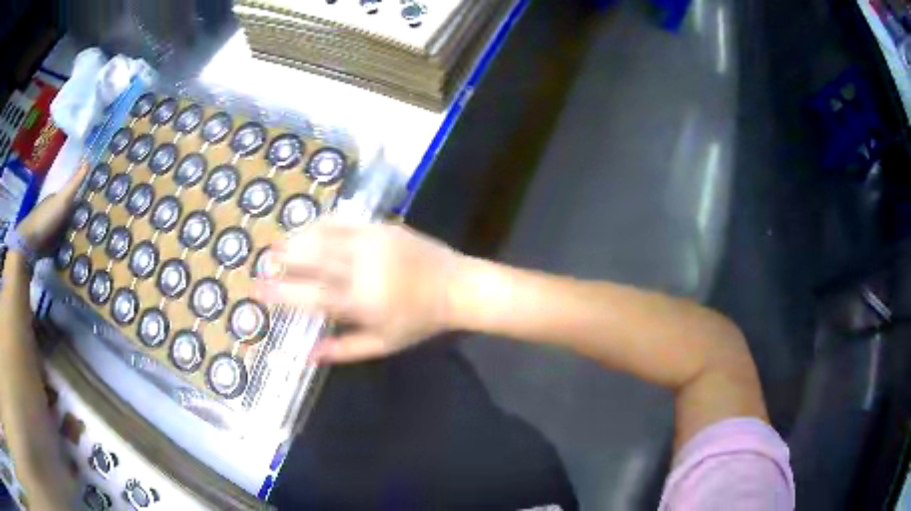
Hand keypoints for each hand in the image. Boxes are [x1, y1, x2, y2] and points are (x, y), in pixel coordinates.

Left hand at [17, 162, 88, 251]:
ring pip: (62, 232)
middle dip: (76, 220)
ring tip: (85, 245)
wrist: (29, 243)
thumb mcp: (62, 199)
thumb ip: (74, 183)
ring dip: (71, 236)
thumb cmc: (45, 219)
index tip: (93, 206)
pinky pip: (58, 248)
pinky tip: (71, 256)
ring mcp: (47, 232)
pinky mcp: (45, 249)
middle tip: (92, 227)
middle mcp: (51, 213)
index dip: (80, 200)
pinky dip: (64, 251)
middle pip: (66, 216)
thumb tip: (89, 160)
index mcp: (56, 200)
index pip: (70, 198)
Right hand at [254, 220, 463, 363]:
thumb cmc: (418, 320)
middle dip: (282, 259)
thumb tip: (306, 355)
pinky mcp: (381, 226)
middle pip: (311, 258)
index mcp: (362, 301)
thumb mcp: (382, 344)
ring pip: (323, 234)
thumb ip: (342, 350)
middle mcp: (362, 267)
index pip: (311, 296)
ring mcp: (372, 242)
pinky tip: (307, 228)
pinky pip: (342, 221)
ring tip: (278, 244)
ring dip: (296, 238)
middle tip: (263, 262)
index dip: (281, 293)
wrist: (456, 286)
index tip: (259, 291)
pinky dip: (320, 224)